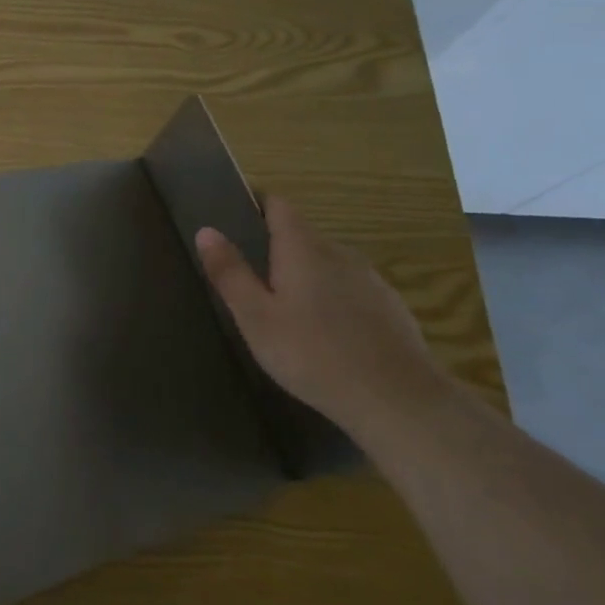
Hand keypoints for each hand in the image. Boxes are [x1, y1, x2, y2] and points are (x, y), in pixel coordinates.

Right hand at [195, 196, 444, 435]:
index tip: (234, 219)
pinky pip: (350, 290)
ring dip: (305, 275)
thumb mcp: (256, 317)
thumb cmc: (312, 354)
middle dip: (276, 249)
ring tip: (286, 311)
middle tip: (251, 281)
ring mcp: (370, 279)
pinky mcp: (390, 307)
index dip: (256, 204)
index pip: (278, 204)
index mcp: (303, 248)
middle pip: (302, 235)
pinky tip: (325, 335)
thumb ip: (230, 272)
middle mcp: (339, 252)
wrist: (398, 400)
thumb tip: (206, 230)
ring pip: (328, 264)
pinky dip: (332, 299)